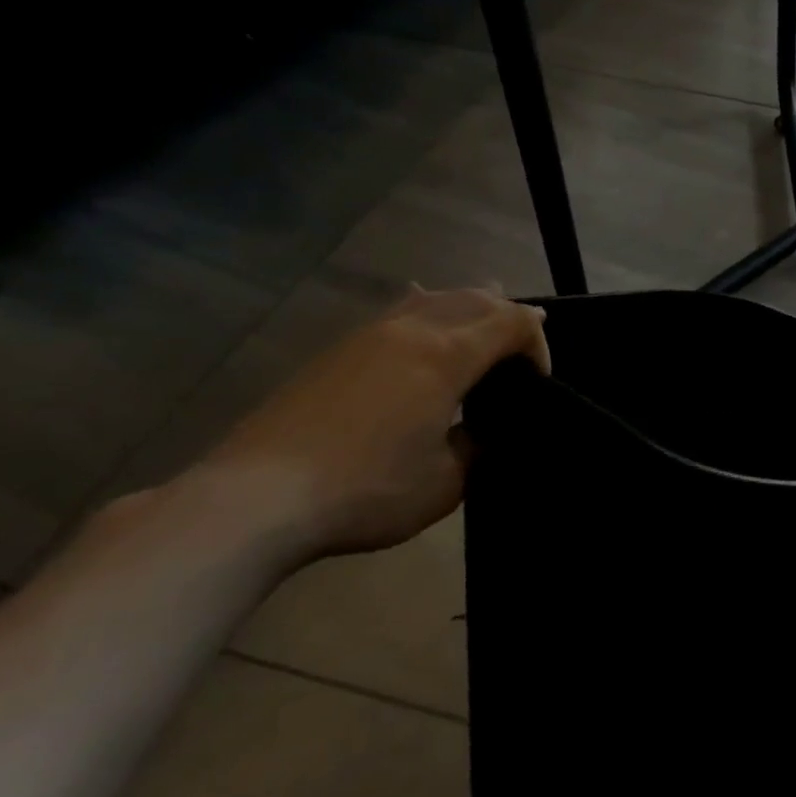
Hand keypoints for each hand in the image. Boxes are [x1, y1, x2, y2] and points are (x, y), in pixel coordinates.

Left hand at [192, 286, 549, 564]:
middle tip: (521, 354)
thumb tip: (481, 428)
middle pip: (477, 299)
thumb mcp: (448, 481)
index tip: (538, 382)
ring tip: (483, 325)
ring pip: (435, 297)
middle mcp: (412, 330)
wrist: (256, 499)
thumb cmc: (367, 490)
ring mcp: (369, 335)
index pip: (514, 322)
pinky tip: (423, 314)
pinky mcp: (338, 351)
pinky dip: (427, 310)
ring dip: (469, 308)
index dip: (539, 344)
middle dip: (510, 318)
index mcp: (447, 356)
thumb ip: (478, 444)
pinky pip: (398, 311)